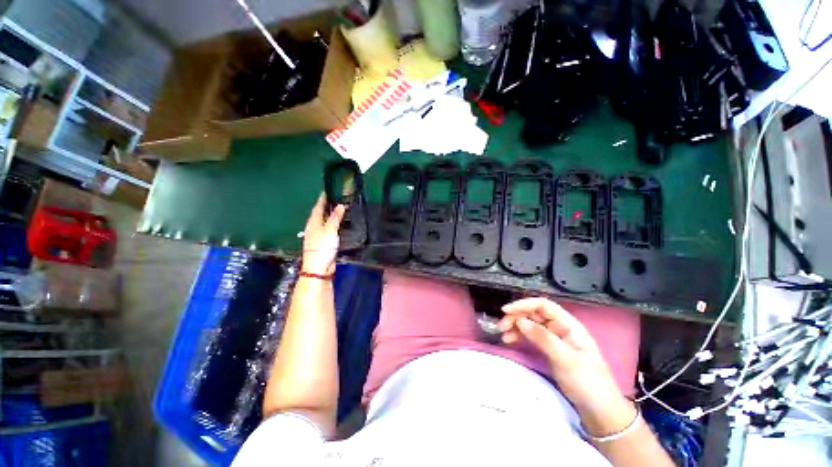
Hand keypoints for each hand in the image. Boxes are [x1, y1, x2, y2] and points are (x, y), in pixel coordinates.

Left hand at [301, 193, 345, 275]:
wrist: (319, 267)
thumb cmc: (322, 247)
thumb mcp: (330, 230)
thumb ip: (335, 218)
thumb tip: (340, 205)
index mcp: (313, 222)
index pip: (318, 206)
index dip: (323, 198)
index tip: (329, 190)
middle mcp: (314, 227)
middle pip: (321, 213)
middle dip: (328, 205)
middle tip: (338, 198)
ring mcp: (319, 235)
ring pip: (325, 221)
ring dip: (331, 215)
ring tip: (340, 208)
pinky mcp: (324, 242)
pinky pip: (329, 229)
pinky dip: (334, 224)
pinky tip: (340, 224)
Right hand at [499, 298, 635, 432]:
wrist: (600, 411)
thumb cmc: (587, 382)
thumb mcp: (565, 359)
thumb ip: (543, 338)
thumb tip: (520, 320)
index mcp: (569, 324)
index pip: (543, 305)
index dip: (524, 304)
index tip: (506, 311)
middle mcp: (560, 327)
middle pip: (534, 313)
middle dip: (517, 316)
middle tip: (502, 326)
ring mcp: (555, 338)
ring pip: (531, 324)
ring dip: (516, 326)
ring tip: (504, 335)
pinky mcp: (550, 349)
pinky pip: (531, 336)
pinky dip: (520, 336)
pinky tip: (511, 340)